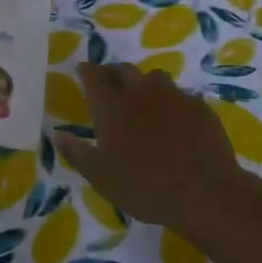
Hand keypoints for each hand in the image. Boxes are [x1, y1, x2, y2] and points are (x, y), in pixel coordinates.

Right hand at [56, 63, 250, 235]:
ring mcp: (173, 96)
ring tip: (144, 101)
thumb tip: (58, 135)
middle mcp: (141, 92)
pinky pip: (181, 95)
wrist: (203, 192)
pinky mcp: (199, 107)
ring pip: (155, 77)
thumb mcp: (100, 176)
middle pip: (124, 70)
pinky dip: (172, 102)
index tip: (83, 72)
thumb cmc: (143, 186)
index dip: (87, 71)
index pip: (94, 75)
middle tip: (111, 87)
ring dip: (145, 84)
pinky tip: (175, 121)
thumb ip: (76, 152)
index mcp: (112, 105)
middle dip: (115, 74)